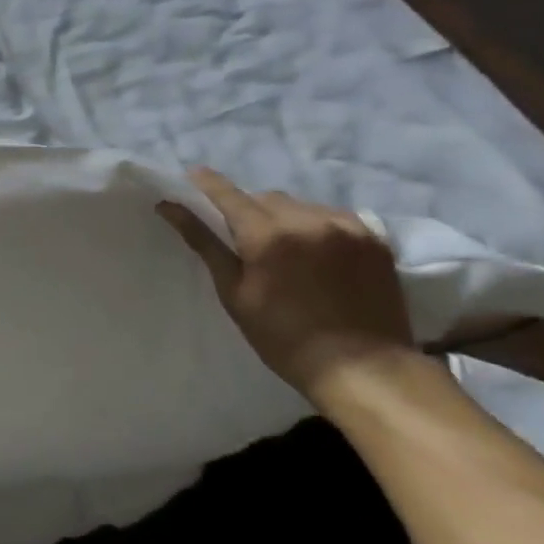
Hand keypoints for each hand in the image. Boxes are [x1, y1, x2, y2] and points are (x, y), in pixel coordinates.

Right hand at [156, 167, 415, 400]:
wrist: (363, 368)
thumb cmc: (283, 336)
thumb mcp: (234, 292)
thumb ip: (204, 243)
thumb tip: (169, 207)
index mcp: (267, 235)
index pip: (228, 194)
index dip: (207, 183)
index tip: (193, 174)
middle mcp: (308, 220)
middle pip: (266, 198)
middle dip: (250, 210)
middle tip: (245, 238)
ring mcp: (346, 226)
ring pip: (301, 205)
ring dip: (285, 217)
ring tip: (286, 248)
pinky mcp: (374, 238)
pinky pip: (334, 216)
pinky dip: (318, 226)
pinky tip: (318, 252)